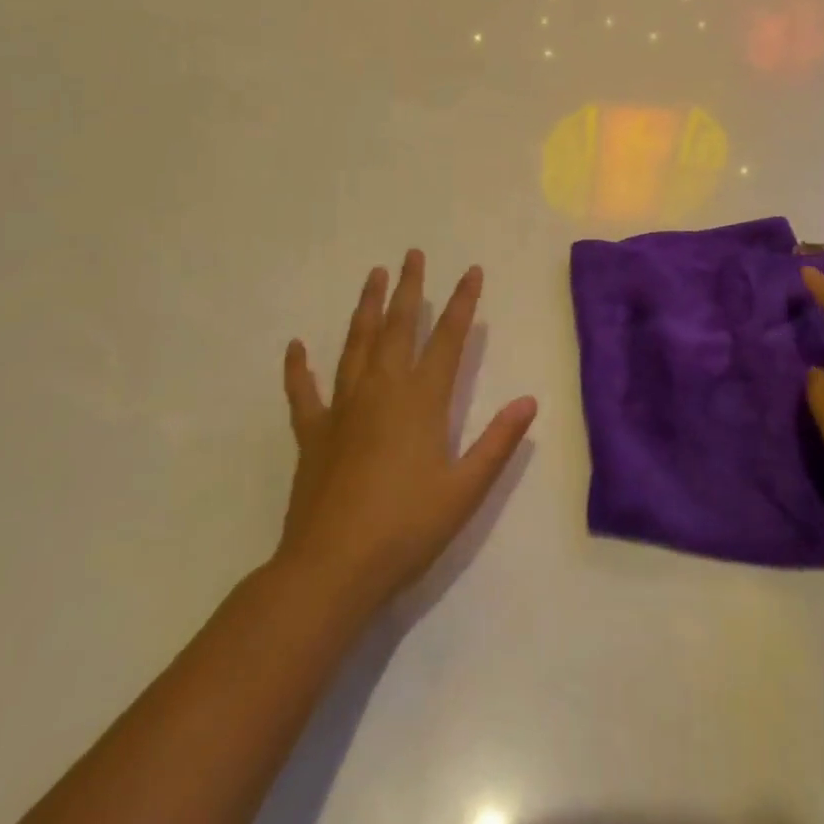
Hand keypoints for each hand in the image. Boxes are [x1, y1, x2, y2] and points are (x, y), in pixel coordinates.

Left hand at [278, 252, 536, 616]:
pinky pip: (303, 392)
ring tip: (373, 276)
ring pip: (356, 344)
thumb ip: (498, 442)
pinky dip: (298, 368)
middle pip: (399, 327)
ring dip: (367, 308)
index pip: (449, 338)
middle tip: (412, 254)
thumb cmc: (406, 528)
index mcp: (422, 400)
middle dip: (409, 288)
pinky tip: (295, 347)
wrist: (332, 569)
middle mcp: (383, 390)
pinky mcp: (313, 433)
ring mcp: (343, 408)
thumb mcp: (465, 489)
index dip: (462, 302)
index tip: (471, 270)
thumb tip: (529, 402)